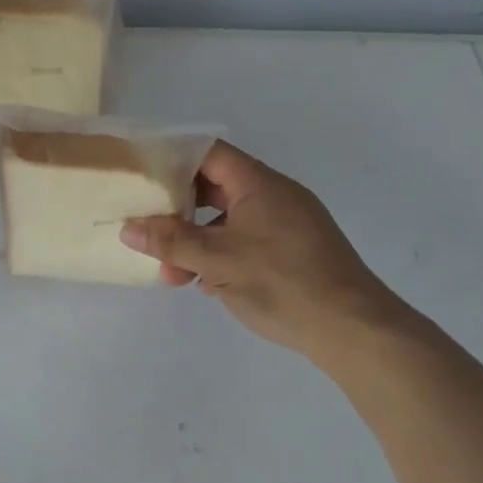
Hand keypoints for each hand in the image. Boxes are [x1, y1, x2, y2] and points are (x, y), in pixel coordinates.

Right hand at [120, 141, 417, 363]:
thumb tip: (128, 227)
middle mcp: (274, 195)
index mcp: (258, 183)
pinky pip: (245, 240)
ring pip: (227, 220)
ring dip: (196, 240)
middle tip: (149, 227)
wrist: (355, 330)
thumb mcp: (218, 261)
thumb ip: (171, 241)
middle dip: (178, 209)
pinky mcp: (292, 252)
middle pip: (214, 186)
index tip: (140, 175)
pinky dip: (221, 254)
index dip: (172, 158)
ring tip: (172, 272)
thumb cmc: (283, 283)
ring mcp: (285, 224)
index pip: (207, 153)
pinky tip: (205, 283)